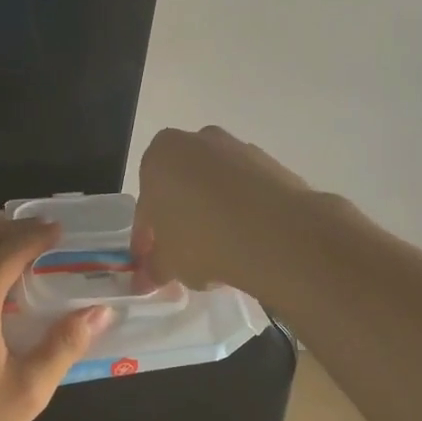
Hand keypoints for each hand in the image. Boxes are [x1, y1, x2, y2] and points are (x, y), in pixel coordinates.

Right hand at [134, 126, 311, 290]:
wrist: (276, 233)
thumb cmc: (203, 240)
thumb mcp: (169, 263)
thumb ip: (154, 268)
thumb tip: (145, 279)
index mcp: (160, 156)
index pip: (146, 204)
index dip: (147, 237)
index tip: (154, 262)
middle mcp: (197, 141)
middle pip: (181, 186)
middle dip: (181, 218)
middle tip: (186, 255)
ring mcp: (237, 148)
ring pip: (215, 186)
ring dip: (213, 213)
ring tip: (222, 251)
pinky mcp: (271, 163)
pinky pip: (246, 190)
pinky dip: (243, 211)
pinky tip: (248, 240)